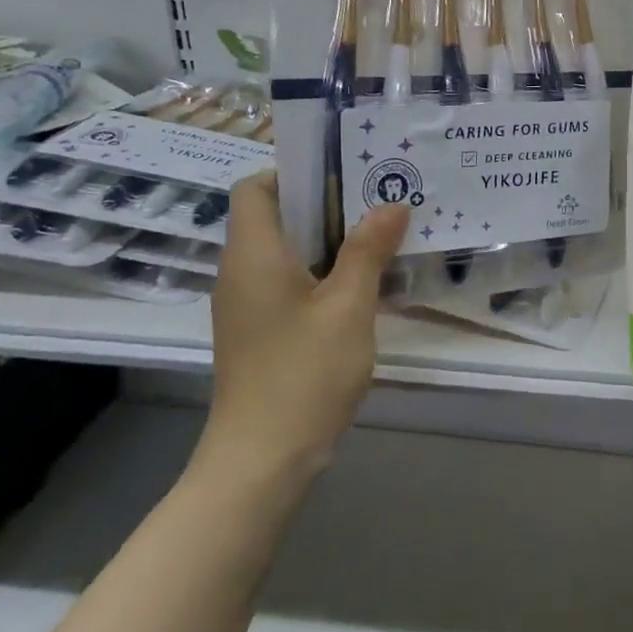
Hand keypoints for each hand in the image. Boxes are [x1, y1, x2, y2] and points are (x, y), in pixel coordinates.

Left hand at [195, 174, 408, 484]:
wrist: (263, 459)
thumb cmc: (304, 373)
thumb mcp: (348, 306)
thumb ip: (368, 250)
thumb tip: (392, 204)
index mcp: (253, 253)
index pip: (255, 186)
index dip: (294, 172)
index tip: (344, 175)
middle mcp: (241, 271)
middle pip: (274, 216)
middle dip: (326, 205)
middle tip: (379, 201)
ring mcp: (247, 304)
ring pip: (285, 252)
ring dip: (329, 241)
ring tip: (381, 236)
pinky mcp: (259, 331)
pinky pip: (288, 282)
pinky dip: (322, 273)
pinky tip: (363, 285)